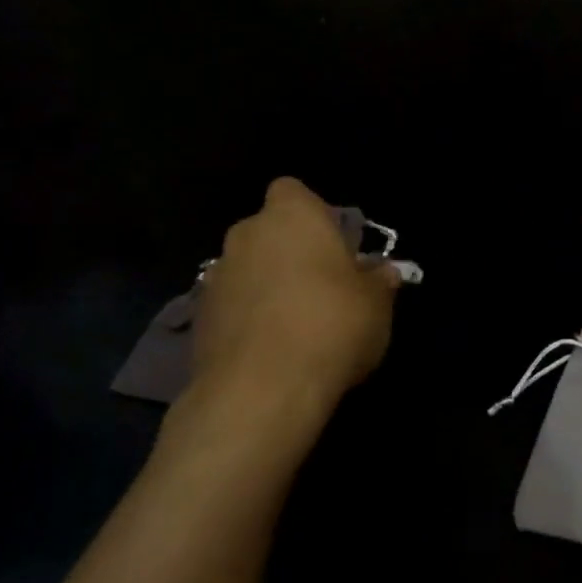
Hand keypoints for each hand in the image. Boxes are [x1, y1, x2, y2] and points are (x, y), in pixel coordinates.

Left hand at [166, 178, 398, 459]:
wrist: (261, 390)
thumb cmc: (331, 325)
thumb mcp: (376, 303)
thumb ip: (378, 281)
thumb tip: (383, 272)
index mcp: (292, 215)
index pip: (293, 192)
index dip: (313, 215)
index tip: (333, 246)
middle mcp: (247, 234)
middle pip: (268, 231)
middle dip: (288, 252)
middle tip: (320, 287)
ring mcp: (216, 276)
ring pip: (247, 269)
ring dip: (265, 286)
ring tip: (294, 325)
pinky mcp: (198, 319)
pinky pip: (231, 306)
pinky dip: (246, 319)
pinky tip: (269, 350)